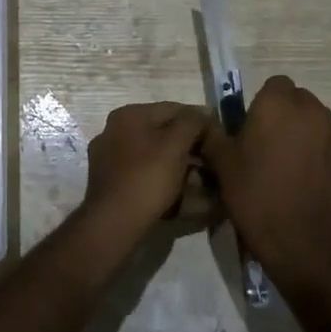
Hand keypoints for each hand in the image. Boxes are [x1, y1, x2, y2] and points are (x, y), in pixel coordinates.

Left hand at [80, 102, 207, 238]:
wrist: (114, 223)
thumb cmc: (147, 178)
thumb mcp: (176, 145)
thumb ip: (193, 122)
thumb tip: (205, 112)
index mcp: (128, 115)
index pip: (173, 109)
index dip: (200, 121)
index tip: (220, 136)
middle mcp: (114, 131)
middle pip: (162, 132)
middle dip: (189, 146)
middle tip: (212, 161)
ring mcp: (109, 158)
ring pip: (154, 155)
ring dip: (178, 164)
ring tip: (201, 179)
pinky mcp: (111, 182)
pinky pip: (144, 173)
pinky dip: (163, 178)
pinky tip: (180, 192)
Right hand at [197, 76, 330, 293]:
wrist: (302, 243)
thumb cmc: (255, 195)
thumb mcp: (221, 164)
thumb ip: (212, 135)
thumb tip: (203, 122)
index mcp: (279, 104)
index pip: (275, 83)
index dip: (262, 102)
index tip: (250, 127)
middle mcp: (313, 113)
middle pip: (299, 101)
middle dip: (285, 116)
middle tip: (266, 146)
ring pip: (317, 126)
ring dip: (304, 137)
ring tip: (287, 168)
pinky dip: (320, 161)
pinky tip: (305, 186)